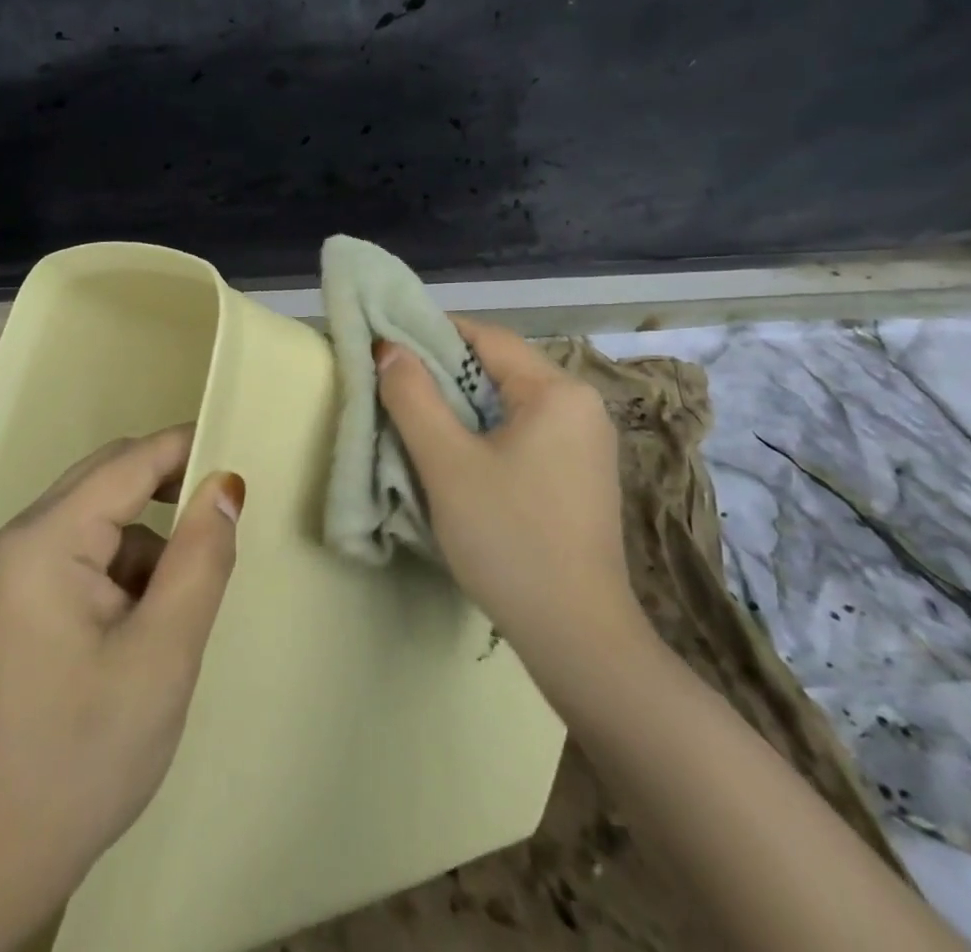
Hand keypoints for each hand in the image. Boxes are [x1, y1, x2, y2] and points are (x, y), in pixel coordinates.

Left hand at [0, 426, 245, 920]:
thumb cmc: (84, 755)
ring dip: (147, 544)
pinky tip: (141, 627)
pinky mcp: (14, 600)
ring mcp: (10, 571)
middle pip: (106, 482)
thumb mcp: (163, 655)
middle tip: (223, 524)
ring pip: (98, 520)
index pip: (126, 464)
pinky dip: (123, 571)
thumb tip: (225, 484)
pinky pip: (81, 553)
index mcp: (42, 541)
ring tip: (176, 610)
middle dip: (168, 493)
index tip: (238, 447)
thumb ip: (200, 559)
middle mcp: (17, 540)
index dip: (184, 448)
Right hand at [376, 318, 636, 664]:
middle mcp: (580, 405)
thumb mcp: (447, 463)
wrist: (577, 638)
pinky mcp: (579, 475)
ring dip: (460, 404)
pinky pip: (523, 432)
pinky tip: (454, 454)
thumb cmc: (509, 539)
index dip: (430, 333)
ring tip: (412, 416)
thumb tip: (389, 349)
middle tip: (390, 383)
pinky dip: (484, 431)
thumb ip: (413, 397)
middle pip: (498, 368)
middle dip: (442, 372)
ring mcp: (584, 443)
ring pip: (508, 402)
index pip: (485, 337)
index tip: (386, 345)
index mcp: (557, 391)